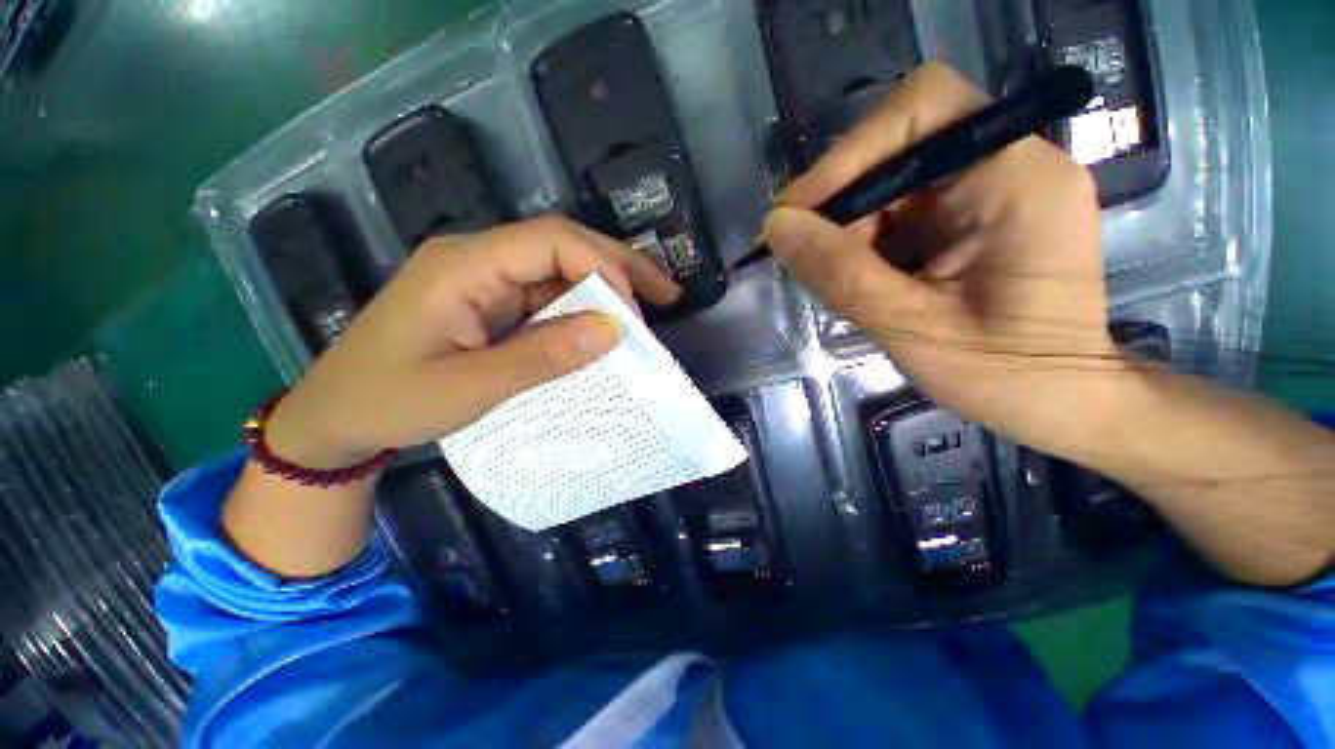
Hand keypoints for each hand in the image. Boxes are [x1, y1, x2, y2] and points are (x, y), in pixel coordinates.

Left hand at [265, 216, 681, 468]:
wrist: (335, 417)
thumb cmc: (388, 401)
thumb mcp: (469, 387)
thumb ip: (542, 356)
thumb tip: (613, 330)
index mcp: (464, 265)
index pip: (551, 241)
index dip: (604, 268)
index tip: (635, 313)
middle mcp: (478, 258)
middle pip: (563, 244)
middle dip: (621, 266)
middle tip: (666, 293)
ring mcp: (486, 279)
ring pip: (561, 268)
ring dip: (608, 285)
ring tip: (653, 304)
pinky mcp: (492, 301)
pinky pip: (548, 294)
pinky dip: (585, 307)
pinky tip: (609, 322)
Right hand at [762, 63, 1120, 454]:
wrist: (1058, 400)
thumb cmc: (1002, 375)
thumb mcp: (910, 328)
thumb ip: (840, 274)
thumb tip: (775, 227)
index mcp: (1017, 179)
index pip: (922, 110)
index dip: (850, 155)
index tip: (796, 215)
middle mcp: (1010, 163)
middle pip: (900, 141)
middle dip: (842, 197)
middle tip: (801, 251)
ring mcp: (993, 187)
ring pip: (892, 177)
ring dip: (849, 223)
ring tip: (831, 273)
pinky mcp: (975, 213)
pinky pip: (902, 205)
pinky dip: (866, 237)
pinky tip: (856, 274)